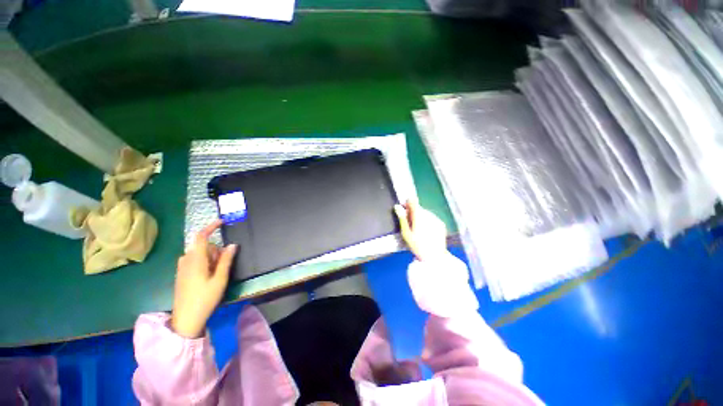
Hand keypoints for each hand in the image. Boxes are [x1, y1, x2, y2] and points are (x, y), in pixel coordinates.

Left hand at [171, 220, 237, 337]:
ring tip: (215, 274)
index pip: (201, 237)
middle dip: (216, 250)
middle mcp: (186, 260)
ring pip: (200, 253)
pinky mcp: (181, 274)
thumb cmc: (205, 299)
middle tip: (222, 267)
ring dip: (211, 258)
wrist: (185, 319)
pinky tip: (208, 276)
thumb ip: (226, 260)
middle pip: (204, 246)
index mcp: (195, 260)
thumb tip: (233, 245)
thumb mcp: (220, 279)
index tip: (222, 222)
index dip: (211, 227)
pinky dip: (204, 263)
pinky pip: (195, 260)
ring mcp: (182, 267)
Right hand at [394, 199, 446, 260]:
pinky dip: (428, 221)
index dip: (407, 203)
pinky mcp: (441, 223)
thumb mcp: (406, 233)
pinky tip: (426, 231)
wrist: (435, 257)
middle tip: (410, 224)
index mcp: (419, 216)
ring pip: (425, 212)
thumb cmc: (417, 246)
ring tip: (418, 230)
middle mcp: (428, 214)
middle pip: (419, 208)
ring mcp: (436, 218)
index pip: (413, 201)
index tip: (404, 209)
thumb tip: (397, 207)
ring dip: (421, 217)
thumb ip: (402, 218)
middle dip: (413, 213)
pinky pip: (432, 218)